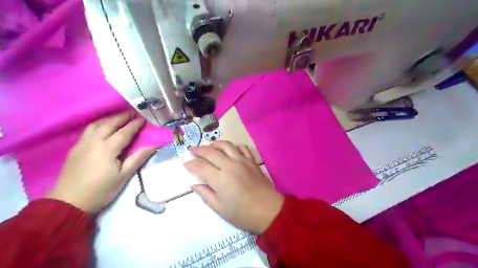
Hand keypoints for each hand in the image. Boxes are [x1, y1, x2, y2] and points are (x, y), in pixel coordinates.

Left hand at [46, 112, 156, 212]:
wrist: (69, 202)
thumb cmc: (101, 190)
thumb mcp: (124, 176)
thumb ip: (138, 158)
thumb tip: (154, 145)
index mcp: (107, 149)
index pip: (124, 132)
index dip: (135, 124)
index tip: (144, 119)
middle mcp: (93, 142)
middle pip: (109, 124)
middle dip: (122, 117)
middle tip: (133, 113)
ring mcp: (82, 143)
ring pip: (96, 124)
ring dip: (110, 119)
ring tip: (120, 118)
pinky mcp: (75, 148)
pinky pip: (89, 130)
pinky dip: (100, 124)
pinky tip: (104, 127)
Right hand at [186, 141, 282, 233]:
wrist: (268, 211)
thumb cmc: (242, 214)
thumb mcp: (220, 208)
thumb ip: (205, 194)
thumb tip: (194, 185)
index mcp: (220, 179)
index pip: (201, 167)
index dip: (191, 164)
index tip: (186, 164)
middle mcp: (230, 165)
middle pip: (211, 152)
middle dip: (198, 149)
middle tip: (191, 149)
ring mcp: (242, 161)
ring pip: (226, 145)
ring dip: (215, 144)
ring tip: (209, 147)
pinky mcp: (252, 161)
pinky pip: (242, 148)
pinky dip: (234, 146)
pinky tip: (230, 150)